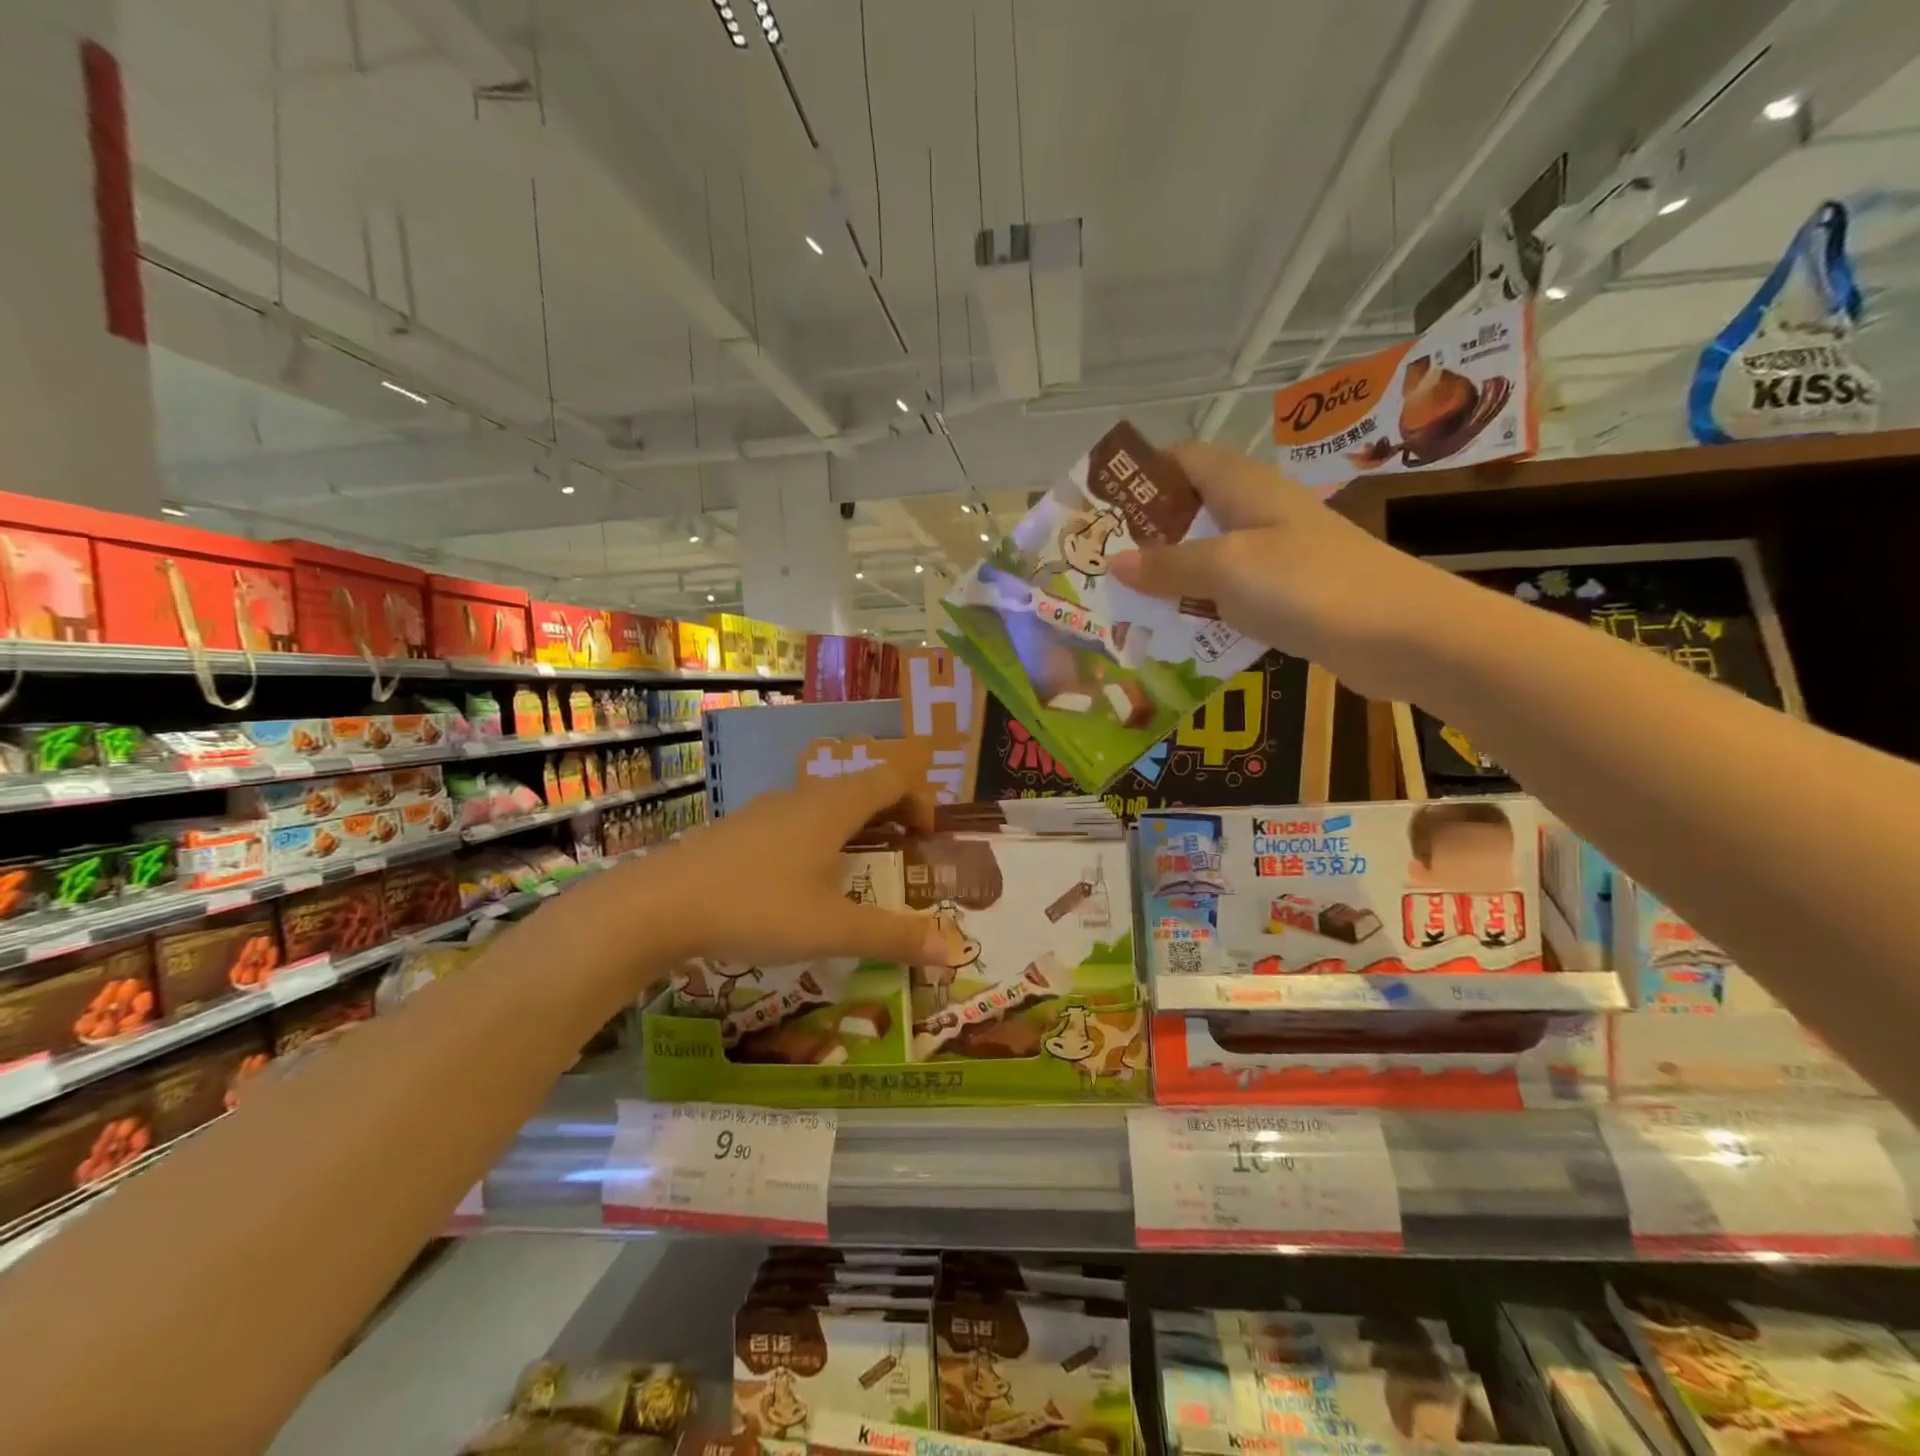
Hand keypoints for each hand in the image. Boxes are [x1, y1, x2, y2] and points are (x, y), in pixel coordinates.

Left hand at [638, 762, 942, 967]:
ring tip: (857, 872)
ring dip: (853, 828)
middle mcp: (803, 797)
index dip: (920, 800)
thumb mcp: (831, 929)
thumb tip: (952, 950)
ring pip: (825, 805)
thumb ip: (893, 937)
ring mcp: (766, 810)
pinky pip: (795, 821)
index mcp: (833, 807)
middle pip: (861, 788)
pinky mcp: (739, 829)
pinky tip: (800, 884)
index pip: (892, 778)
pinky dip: (819, 839)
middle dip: (891, 816)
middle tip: (902, 857)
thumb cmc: (756, 907)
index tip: (928, 839)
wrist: (657, 905)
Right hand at [1105, 441, 1465, 698]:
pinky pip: (1230, 597)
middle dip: (1147, 536)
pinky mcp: (1287, 597)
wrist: (1401, 635)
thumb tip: (1115, 560)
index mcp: (1245, 488)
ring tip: (1125, 604)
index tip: (1102, 505)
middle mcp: (1259, 514)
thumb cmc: (1307, 584)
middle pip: (1192, 512)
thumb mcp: (1226, 568)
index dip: (1144, 474)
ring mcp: (1276, 557)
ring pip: (1208, 559)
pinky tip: (1175, 635)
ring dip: (1170, 579)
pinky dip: (1201, 611)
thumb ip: (1168, 564)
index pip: (1185, 459)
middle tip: (1102, 565)